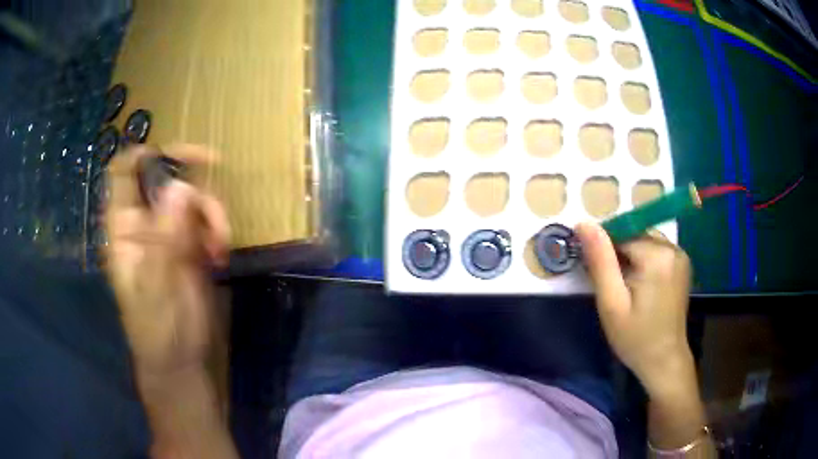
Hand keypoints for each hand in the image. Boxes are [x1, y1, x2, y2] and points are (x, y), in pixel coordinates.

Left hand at [105, 144, 229, 378]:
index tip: (176, 154)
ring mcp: (168, 230)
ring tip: (220, 245)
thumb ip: (164, 239)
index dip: (145, 153)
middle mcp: (145, 220)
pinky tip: (220, 255)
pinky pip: (207, 218)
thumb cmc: (156, 327)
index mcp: (124, 226)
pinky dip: (218, 228)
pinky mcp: (190, 243)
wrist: (180, 358)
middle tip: (215, 180)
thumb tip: (181, 188)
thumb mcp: (156, 285)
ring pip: (192, 195)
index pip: (124, 172)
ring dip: (211, 211)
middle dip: (192, 179)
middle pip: (166, 175)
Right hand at [575, 222, 694, 396]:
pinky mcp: (682, 263)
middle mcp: (672, 247)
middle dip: (618, 254)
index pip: (621, 234)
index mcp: (657, 255)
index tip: (596, 275)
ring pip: (644, 241)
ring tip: (624, 288)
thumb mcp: (611, 303)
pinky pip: (655, 250)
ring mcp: (680, 254)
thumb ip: (600, 261)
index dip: (604, 251)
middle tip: (610, 286)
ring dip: (630, 256)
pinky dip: (643, 260)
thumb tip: (584, 223)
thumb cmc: (635, 338)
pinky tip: (639, 285)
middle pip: (634, 235)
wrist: (664, 360)